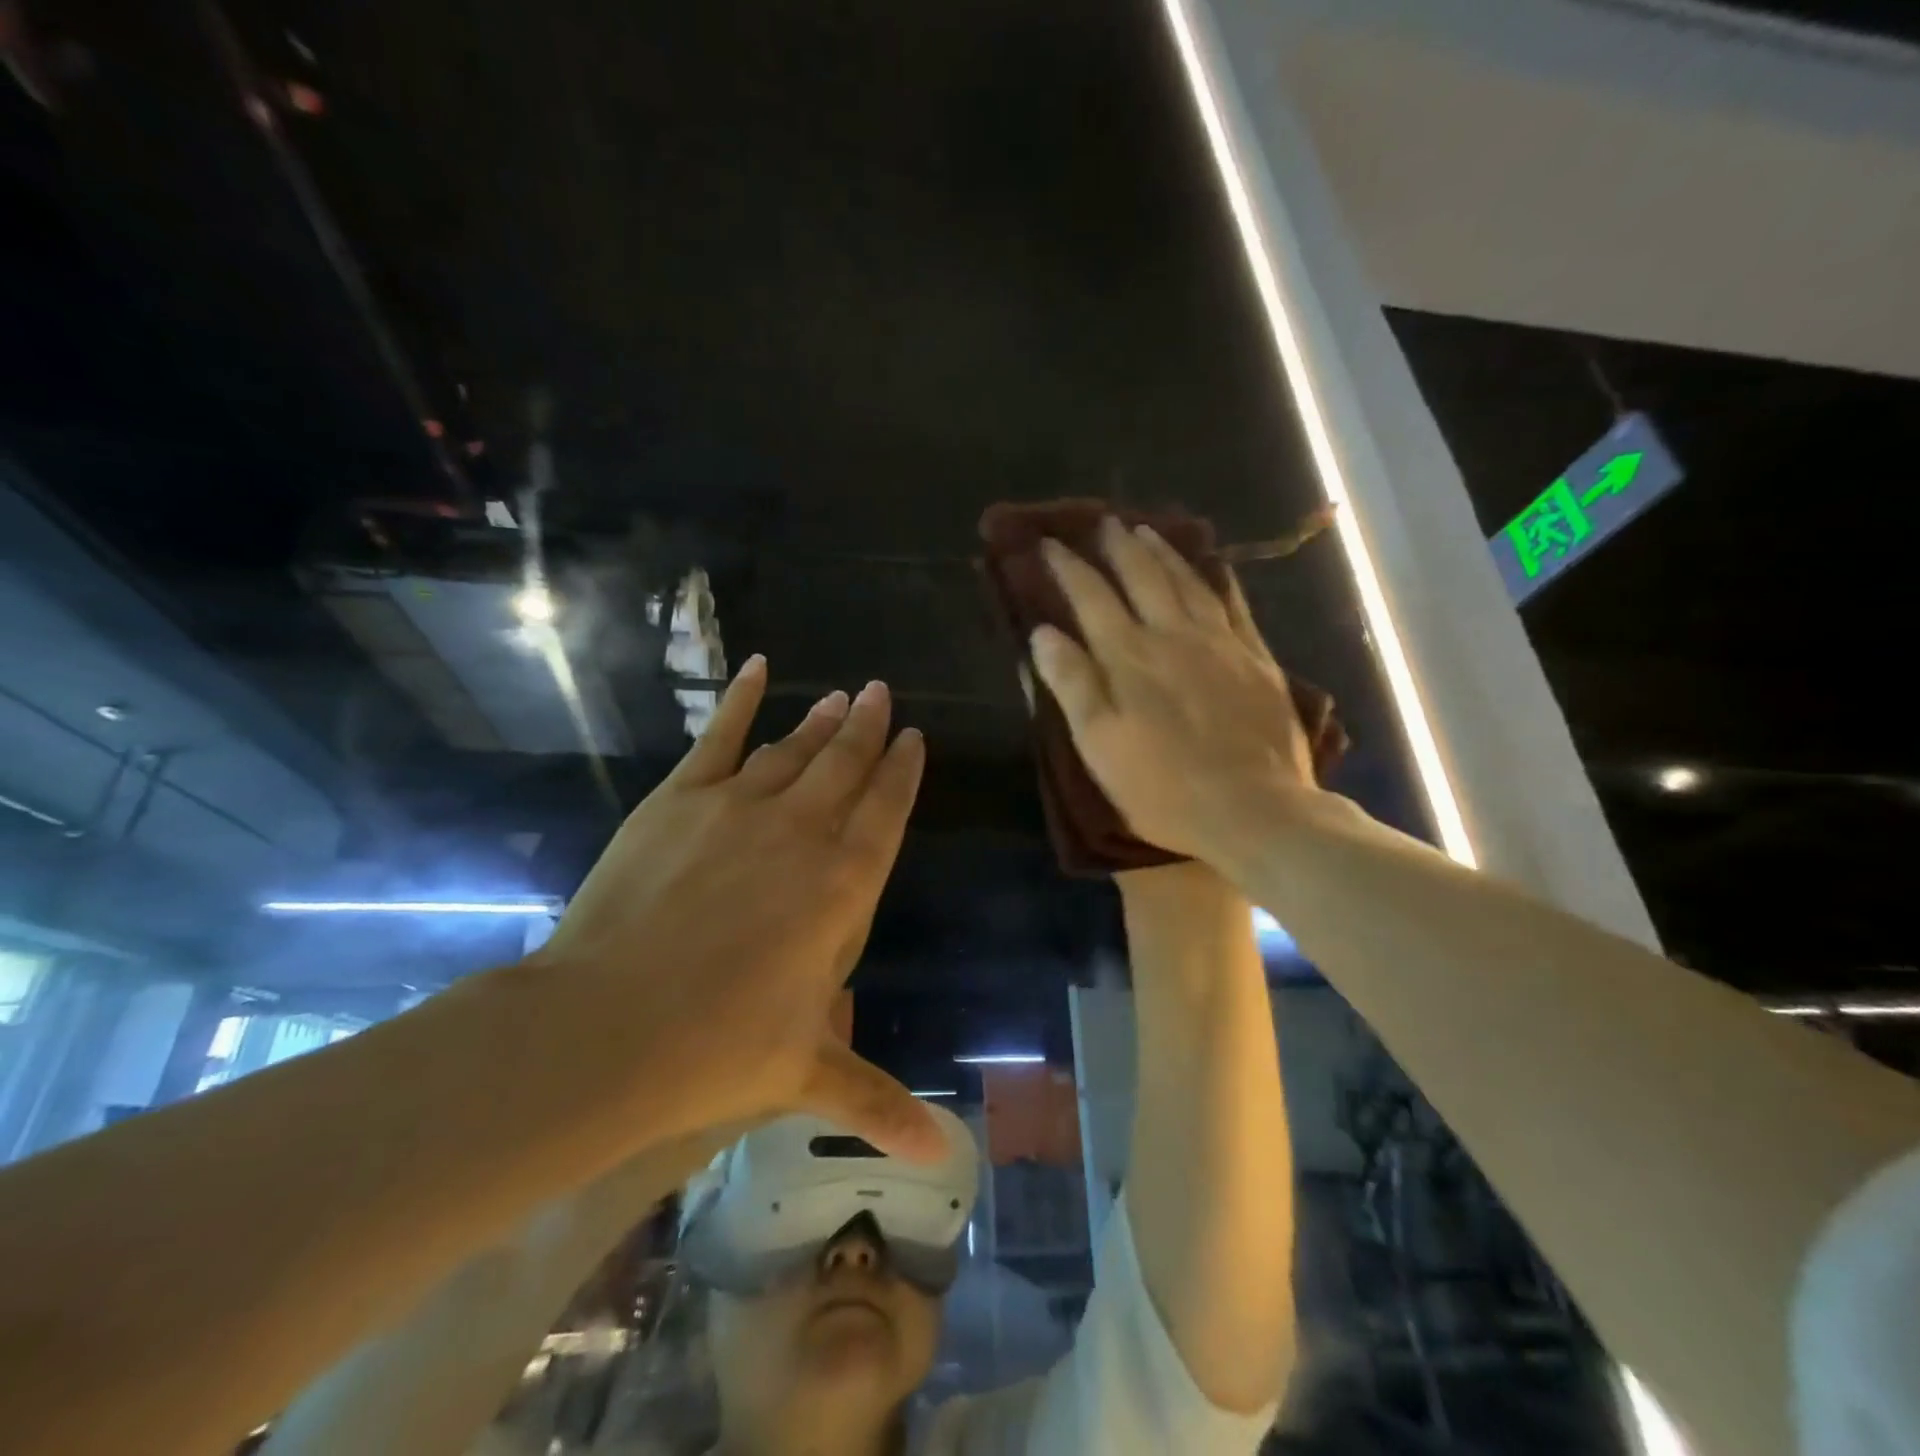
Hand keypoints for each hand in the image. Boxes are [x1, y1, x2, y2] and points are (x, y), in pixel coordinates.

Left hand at [538, 658, 940, 1160]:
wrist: (606, 1027)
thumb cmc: (720, 1049)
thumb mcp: (809, 1076)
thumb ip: (880, 1103)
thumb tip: (948, 1159)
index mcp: (844, 885)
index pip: (887, 811)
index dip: (902, 771)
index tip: (912, 739)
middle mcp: (804, 831)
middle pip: (847, 765)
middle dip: (869, 728)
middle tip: (882, 693)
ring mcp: (741, 806)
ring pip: (795, 749)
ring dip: (822, 720)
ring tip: (841, 695)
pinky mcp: (681, 798)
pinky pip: (720, 736)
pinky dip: (741, 700)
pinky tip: (759, 668)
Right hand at [1030, 516, 1320, 865]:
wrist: (1254, 809)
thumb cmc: (1163, 787)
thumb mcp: (1099, 744)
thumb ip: (1072, 684)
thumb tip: (1043, 632)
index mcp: (1128, 657)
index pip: (1091, 597)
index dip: (1067, 568)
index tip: (1048, 544)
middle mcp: (1172, 636)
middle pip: (1140, 577)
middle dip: (1116, 547)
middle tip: (1102, 523)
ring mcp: (1219, 642)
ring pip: (1186, 581)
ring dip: (1161, 552)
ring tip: (1145, 530)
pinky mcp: (1255, 657)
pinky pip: (1232, 602)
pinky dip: (1215, 577)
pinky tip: (1210, 566)